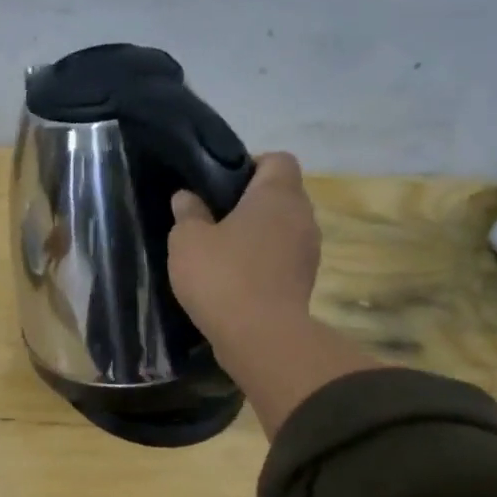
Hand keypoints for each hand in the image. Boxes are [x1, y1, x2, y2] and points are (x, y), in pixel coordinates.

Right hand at [168, 152, 320, 350]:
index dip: (250, 165)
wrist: (261, 336)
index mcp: (277, 194)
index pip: (277, 159)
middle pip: (280, 194)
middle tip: (212, 219)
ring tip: (221, 252)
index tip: (220, 186)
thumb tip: (187, 197)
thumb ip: (187, 213)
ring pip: (282, 228)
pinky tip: (234, 279)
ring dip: (257, 235)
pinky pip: (282, 258)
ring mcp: (309, 250)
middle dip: (249, 203)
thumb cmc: (222, 276)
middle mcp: (302, 215)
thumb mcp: (187, 240)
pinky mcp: (305, 281)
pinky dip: (262, 262)